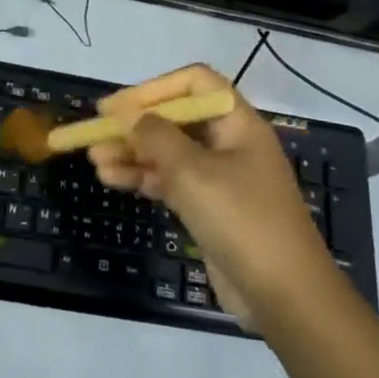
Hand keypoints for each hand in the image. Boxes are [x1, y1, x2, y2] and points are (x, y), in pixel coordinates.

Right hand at [87, 65, 335, 329]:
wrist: (284, 294)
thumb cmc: (240, 219)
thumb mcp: (192, 171)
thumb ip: (155, 136)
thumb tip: (129, 114)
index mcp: (237, 122)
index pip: (193, 83)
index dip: (153, 89)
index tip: (116, 106)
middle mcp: (229, 143)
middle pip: (176, 119)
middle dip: (135, 125)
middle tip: (95, 134)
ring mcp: (220, 177)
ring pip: (169, 152)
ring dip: (132, 153)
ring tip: (94, 160)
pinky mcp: (210, 208)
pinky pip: (171, 181)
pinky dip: (143, 178)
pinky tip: (113, 179)